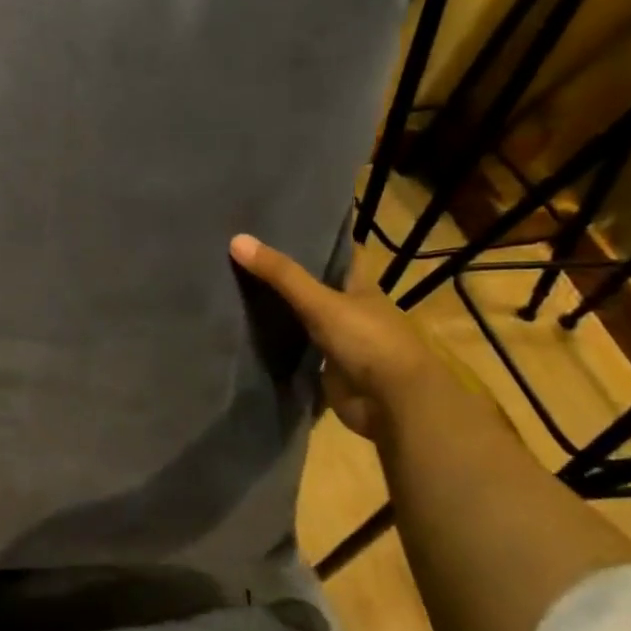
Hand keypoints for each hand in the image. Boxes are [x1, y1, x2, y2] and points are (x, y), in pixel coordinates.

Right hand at [230, 233, 460, 441]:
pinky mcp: (328, 371)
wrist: (393, 404)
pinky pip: (298, 353)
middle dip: (289, 276)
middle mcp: (352, 311)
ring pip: (306, 320)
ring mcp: (342, 342)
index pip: (341, 255)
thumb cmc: (368, 342)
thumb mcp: (321, 302)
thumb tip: (237, 239)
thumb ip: (281, 275)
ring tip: (239, 291)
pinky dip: (280, 347)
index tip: (286, 226)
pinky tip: (250, 336)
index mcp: (361, 288)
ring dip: (282, 312)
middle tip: (248, 257)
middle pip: (318, 287)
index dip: (319, 239)